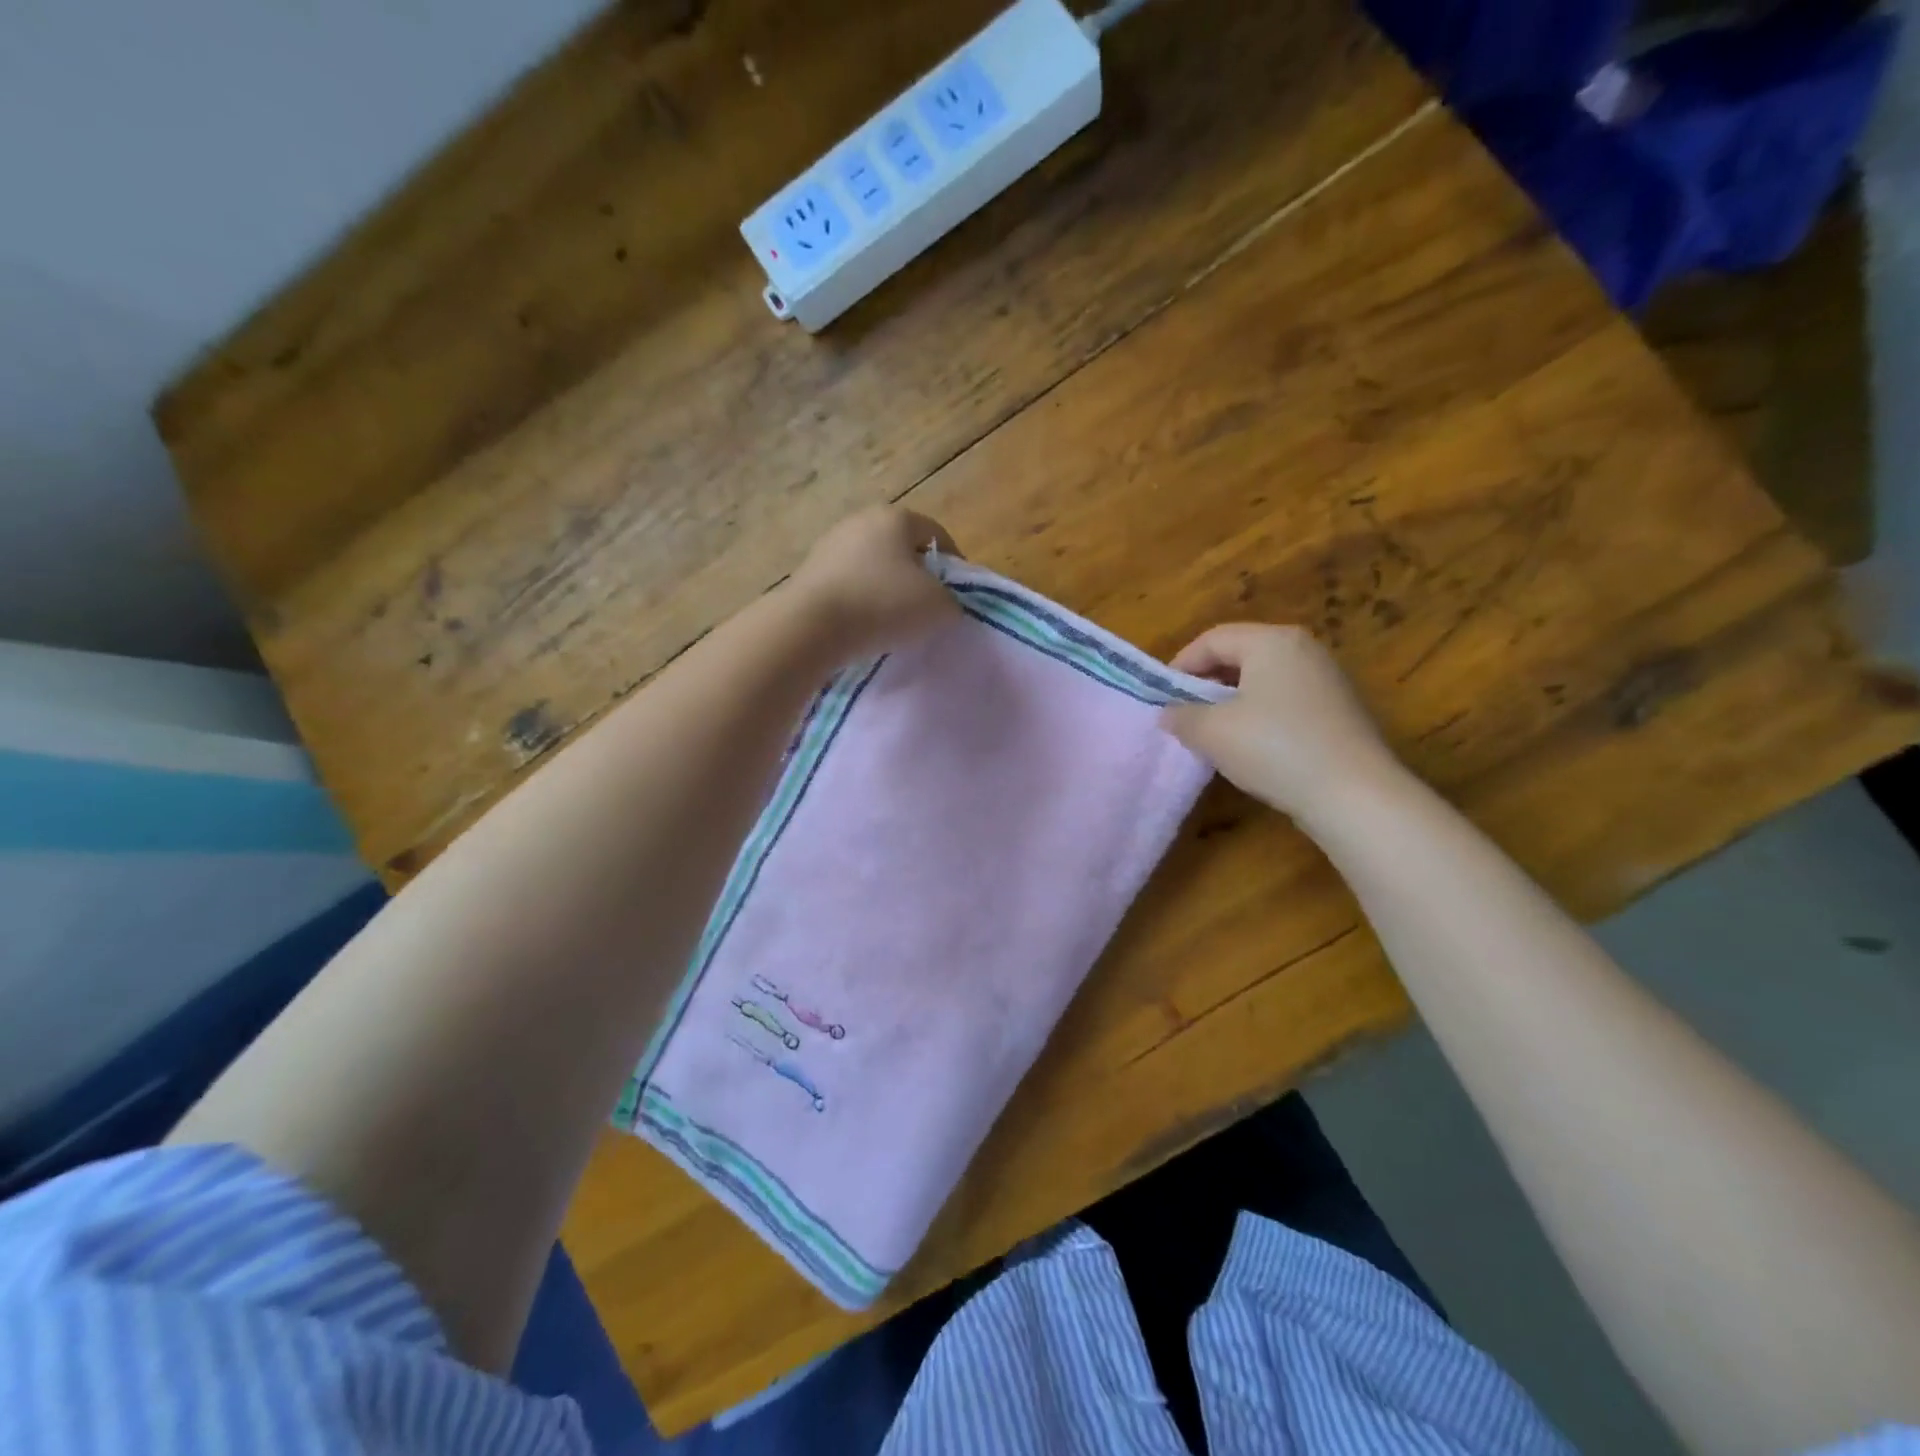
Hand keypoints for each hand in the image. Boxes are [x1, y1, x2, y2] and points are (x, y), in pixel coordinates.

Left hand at [785, 507, 961, 661]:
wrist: (810, 626)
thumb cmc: (883, 604)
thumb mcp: (938, 607)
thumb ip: (952, 602)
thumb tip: (945, 605)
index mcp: (895, 517)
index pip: (936, 534)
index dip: (953, 565)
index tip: (957, 596)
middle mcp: (859, 521)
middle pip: (901, 549)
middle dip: (917, 577)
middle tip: (928, 610)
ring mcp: (828, 546)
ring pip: (871, 568)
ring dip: (886, 591)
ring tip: (895, 624)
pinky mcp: (808, 574)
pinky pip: (847, 587)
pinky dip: (860, 603)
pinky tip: (864, 628)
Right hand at [1160, 624, 1406, 824]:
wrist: (1354, 794)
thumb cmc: (1275, 748)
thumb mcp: (1212, 732)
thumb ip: (1182, 716)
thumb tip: (1169, 713)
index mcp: (1272, 641)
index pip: (1213, 639)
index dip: (1181, 665)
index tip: (1162, 697)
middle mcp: (1303, 649)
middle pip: (1240, 655)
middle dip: (1206, 683)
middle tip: (1184, 713)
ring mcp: (1327, 679)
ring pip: (1263, 680)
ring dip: (1232, 701)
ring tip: (1213, 733)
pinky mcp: (1339, 710)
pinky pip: (1285, 701)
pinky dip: (1260, 715)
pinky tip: (1251, 747)